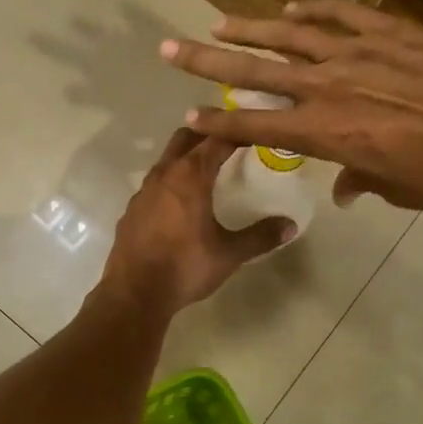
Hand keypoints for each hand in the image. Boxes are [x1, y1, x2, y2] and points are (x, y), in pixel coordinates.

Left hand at [98, 129, 293, 312]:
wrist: (134, 293)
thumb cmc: (185, 267)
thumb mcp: (229, 254)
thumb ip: (261, 236)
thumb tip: (290, 225)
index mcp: (190, 176)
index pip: (217, 140)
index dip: (237, 132)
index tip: (253, 131)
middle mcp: (164, 175)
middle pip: (186, 138)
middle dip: (207, 134)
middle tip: (229, 141)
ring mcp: (143, 191)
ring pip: (167, 160)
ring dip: (186, 157)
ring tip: (206, 169)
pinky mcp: (132, 209)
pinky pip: (154, 184)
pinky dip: (170, 182)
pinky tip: (179, 202)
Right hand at [160, 0, 422, 212]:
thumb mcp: (397, 190)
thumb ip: (361, 183)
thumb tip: (345, 187)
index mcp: (325, 132)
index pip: (255, 124)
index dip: (218, 120)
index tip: (188, 114)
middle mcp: (327, 87)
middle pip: (255, 70)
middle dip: (207, 60)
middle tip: (171, 48)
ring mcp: (356, 53)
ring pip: (289, 36)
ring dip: (249, 29)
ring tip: (217, 21)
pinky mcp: (388, 31)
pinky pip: (340, 14)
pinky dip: (311, 11)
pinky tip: (289, 8)